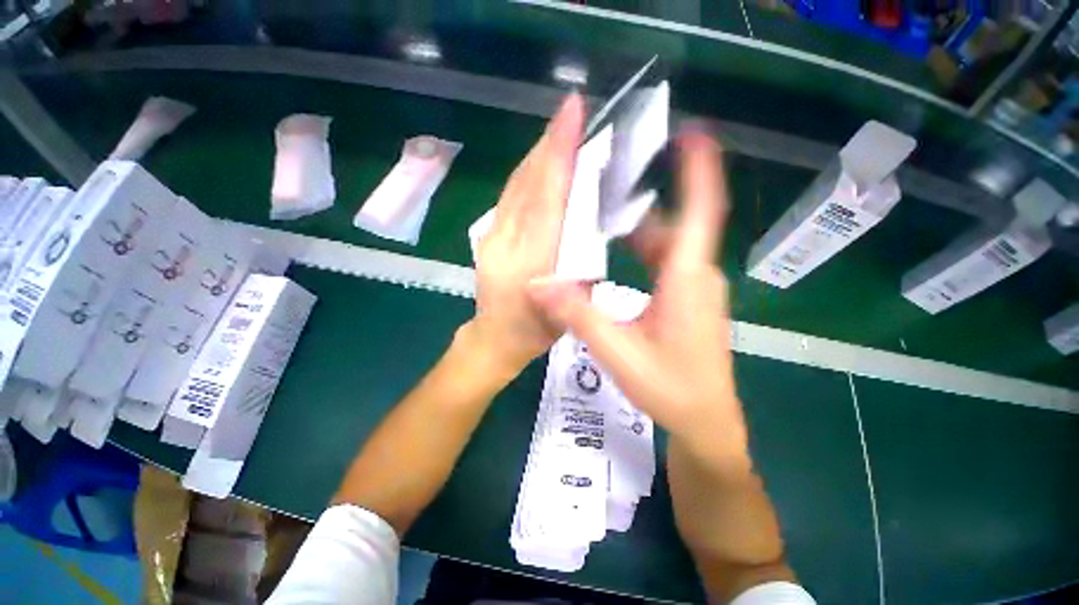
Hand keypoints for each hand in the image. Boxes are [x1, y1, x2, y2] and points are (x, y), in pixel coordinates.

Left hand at [469, 94, 584, 377]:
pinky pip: (509, 197)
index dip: (559, 153)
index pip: (546, 198)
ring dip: (538, 154)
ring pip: (516, 185)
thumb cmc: (534, 330)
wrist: (493, 338)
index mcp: (531, 261)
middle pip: (528, 182)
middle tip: (571, 112)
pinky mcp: (487, 236)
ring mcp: (491, 236)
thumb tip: (587, 221)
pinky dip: (527, 174)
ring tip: (559, 131)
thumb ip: (579, 265)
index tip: (572, 112)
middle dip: (549, 143)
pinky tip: (539, 164)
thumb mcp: (568, 305)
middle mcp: (507, 241)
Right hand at [529, 130, 744, 456]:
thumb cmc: (670, 388)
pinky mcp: (686, 300)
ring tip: (600, 210)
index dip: (699, 170)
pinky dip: (640, 251)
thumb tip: (537, 284)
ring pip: (665, 245)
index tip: (692, 132)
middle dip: (643, 200)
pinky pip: (663, 262)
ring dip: (636, 228)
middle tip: (607, 177)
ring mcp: (692, 288)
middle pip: (671, 225)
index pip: (700, 212)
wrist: (703, 420)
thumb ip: (578, 315)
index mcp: (687, 279)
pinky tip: (613, 253)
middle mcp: (695, 276)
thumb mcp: (618, 352)